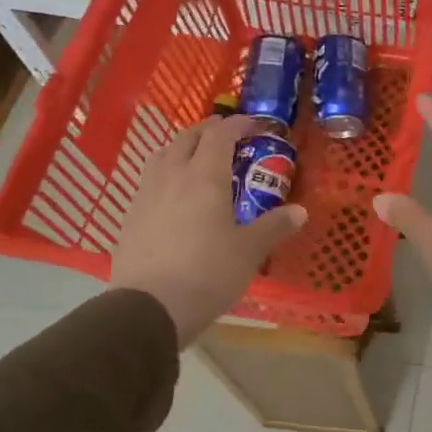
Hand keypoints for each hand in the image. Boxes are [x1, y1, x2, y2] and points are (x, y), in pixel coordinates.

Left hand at [111, 115, 306, 346]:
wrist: (149, 308)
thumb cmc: (208, 273)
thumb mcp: (250, 251)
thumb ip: (274, 226)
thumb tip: (300, 211)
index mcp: (205, 177)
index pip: (220, 135)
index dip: (237, 124)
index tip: (253, 124)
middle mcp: (172, 176)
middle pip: (187, 138)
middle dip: (207, 131)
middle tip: (226, 135)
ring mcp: (146, 196)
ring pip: (162, 156)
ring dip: (182, 148)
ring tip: (196, 157)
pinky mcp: (130, 218)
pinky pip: (149, 181)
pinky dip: (166, 173)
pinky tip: (174, 194)